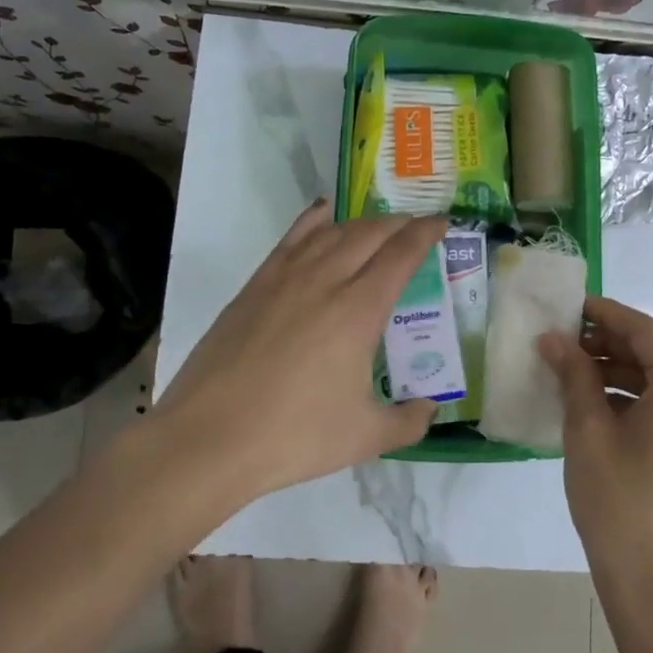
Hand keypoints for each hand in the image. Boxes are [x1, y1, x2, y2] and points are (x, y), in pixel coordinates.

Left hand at [140, 201, 446, 510]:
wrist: (209, 438)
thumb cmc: (294, 436)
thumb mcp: (365, 437)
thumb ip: (407, 421)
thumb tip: (429, 409)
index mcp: (359, 311)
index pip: (401, 255)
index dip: (426, 233)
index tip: (442, 223)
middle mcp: (325, 281)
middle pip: (369, 234)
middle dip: (398, 224)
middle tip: (415, 228)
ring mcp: (284, 279)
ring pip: (331, 232)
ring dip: (361, 223)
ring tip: (377, 227)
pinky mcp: (254, 286)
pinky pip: (291, 238)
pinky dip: (314, 220)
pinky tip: (323, 214)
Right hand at [539, 296, 652, 609]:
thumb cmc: (621, 503)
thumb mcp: (588, 432)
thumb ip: (574, 375)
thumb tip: (553, 338)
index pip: (642, 331)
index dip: (603, 313)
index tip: (568, 304)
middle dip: (606, 346)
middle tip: (560, 341)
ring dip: (616, 376)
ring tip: (569, 375)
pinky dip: (632, 404)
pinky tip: (594, 410)